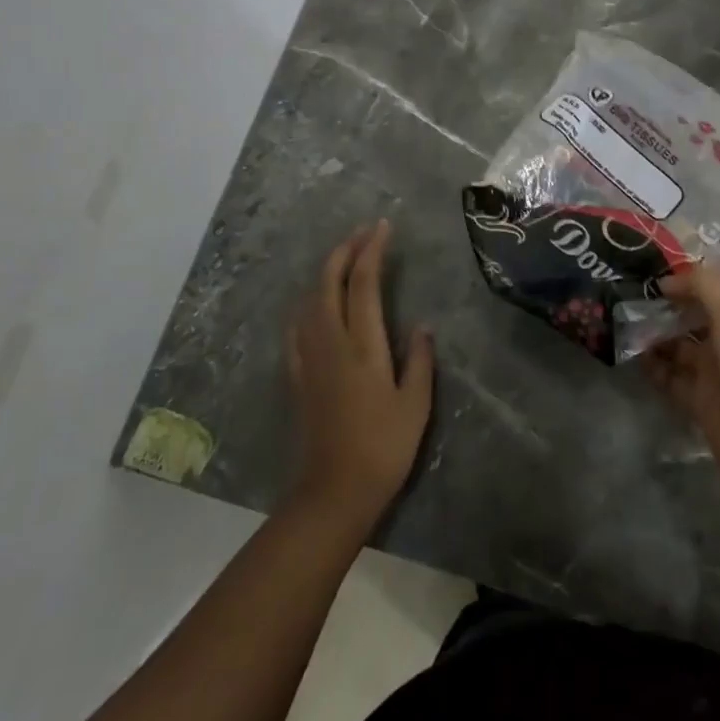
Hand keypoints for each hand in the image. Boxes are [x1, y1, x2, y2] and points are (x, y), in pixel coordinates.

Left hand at [287, 221, 433, 526]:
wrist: (334, 492)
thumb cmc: (383, 449)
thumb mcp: (415, 406)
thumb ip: (419, 361)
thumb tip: (421, 327)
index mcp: (363, 345)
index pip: (364, 283)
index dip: (372, 250)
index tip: (383, 228)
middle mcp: (331, 342)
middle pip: (329, 282)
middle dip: (344, 250)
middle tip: (363, 233)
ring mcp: (310, 358)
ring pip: (310, 300)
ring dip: (326, 272)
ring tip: (345, 260)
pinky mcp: (299, 376)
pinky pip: (298, 327)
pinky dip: (308, 303)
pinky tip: (314, 305)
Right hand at [643, 264, 719, 494]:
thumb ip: (700, 285)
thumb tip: (666, 281)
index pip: (711, 289)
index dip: (684, 278)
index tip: (649, 269)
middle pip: (689, 316)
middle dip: (662, 306)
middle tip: (627, 293)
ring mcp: (712, 372)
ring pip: (675, 345)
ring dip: (652, 334)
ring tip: (622, 320)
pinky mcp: (697, 400)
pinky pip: (668, 376)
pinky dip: (651, 365)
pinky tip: (631, 352)